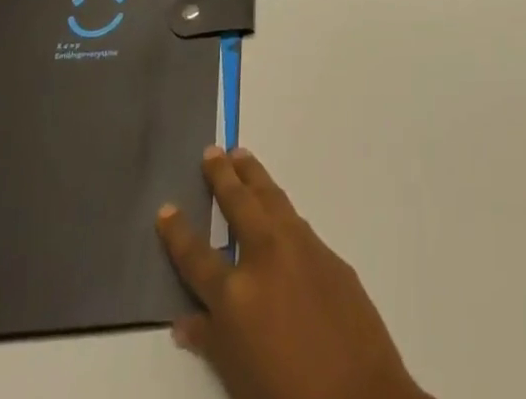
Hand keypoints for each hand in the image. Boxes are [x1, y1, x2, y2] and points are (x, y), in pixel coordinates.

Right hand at [157, 147, 427, 398]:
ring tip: (241, 155)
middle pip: (238, 204)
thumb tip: (183, 321)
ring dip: (253, 175)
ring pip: (270, 197)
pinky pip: (296, 220)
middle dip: (221, 176)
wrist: (359, 394)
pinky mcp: (327, 251)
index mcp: (235, 293)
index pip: (196, 256)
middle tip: (212, 151)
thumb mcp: (236, 377)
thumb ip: (210, 341)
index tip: (165, 208)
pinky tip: (276, 207)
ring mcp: (300, 247)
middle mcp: (265, 256)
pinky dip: (280, 206)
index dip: (178, 233)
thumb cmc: (287, 394)